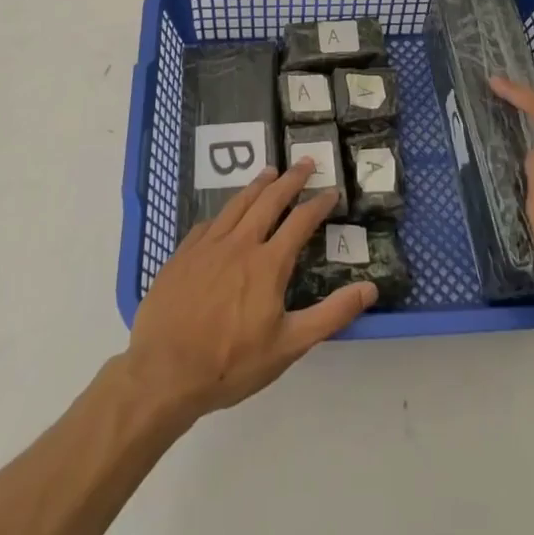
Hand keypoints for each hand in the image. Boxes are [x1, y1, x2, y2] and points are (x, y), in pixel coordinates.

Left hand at [125, 159, 376, 424]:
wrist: (163, 373)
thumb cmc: (231, 363)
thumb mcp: (289, 346)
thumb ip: (331, 314)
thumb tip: (370, 287)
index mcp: (268, 263)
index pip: (300, 222)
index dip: (318, 204)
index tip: (332, 191)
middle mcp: (240, 244)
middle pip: (269, 200)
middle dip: (291, 179)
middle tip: (304, 162)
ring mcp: (208, 246)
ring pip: (237, 203)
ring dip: (258, 185)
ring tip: (270, 171)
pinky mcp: (183, 254)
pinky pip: (209, 223)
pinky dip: (224, 211)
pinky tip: (226, 212)